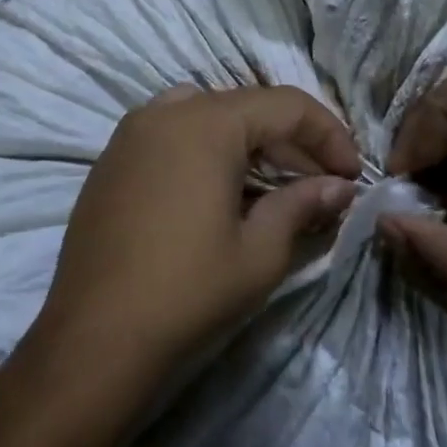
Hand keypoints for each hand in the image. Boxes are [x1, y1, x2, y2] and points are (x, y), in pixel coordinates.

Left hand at [28, 84, 360, 406]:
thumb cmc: (188, 291)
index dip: (329, 135)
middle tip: (322, 182)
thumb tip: (340, 186)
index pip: (286, 106)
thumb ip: (303, 204)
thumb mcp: (260, 251)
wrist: (93, 339)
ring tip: (273, 184)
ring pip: (207, 115)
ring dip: (248, 142)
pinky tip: (220, 192)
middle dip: (291, 141)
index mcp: (207, 122)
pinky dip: (206, 149)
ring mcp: (131, 133)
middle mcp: (166, 111)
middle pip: (246, 107)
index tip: (352, 175)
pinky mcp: (111, 160)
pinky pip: (171, 134)